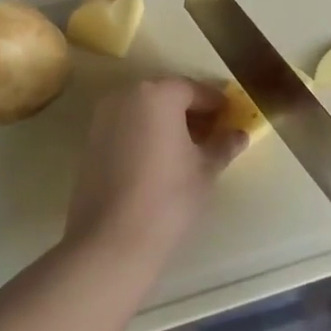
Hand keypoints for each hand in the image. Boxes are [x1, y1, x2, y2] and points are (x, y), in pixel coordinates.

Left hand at [64, 78, 246, 266]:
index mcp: (159, 94)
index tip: (230, 116)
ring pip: (144, 110)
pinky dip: (144, 133)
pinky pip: (126, 126)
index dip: (215, 103)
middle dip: (190, 111)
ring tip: (187, 148)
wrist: (111, 241)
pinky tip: (159, 159)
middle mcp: (128, 95)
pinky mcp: (91, 140)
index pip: (194, 89)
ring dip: (166, 122)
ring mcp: (104, 116)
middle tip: (211, 133)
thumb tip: (239, 134)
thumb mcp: (205, 170)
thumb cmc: (168, 198)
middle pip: (166, 95)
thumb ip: (223, 145)